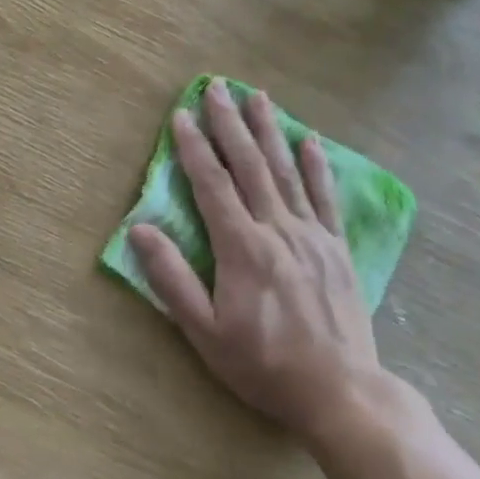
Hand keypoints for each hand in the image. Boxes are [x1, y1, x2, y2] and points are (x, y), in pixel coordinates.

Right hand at [129, 80, 385, 443]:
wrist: (340, 392)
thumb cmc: (263, 364)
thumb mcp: (204, 332)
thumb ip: (171, 279)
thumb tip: (139, 229)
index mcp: (242, 247)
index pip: (212, 184)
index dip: (195, 148)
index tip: (181, 114)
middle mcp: (278, 229)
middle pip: (249, 165)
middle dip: (230, 123)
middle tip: (217, 86)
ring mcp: (313, 235)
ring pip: (286, 171)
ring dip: (269, 130)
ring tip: (258, 96)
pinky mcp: (337, 247)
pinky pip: (325, 196)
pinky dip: (315, 165)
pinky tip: (309, 140)